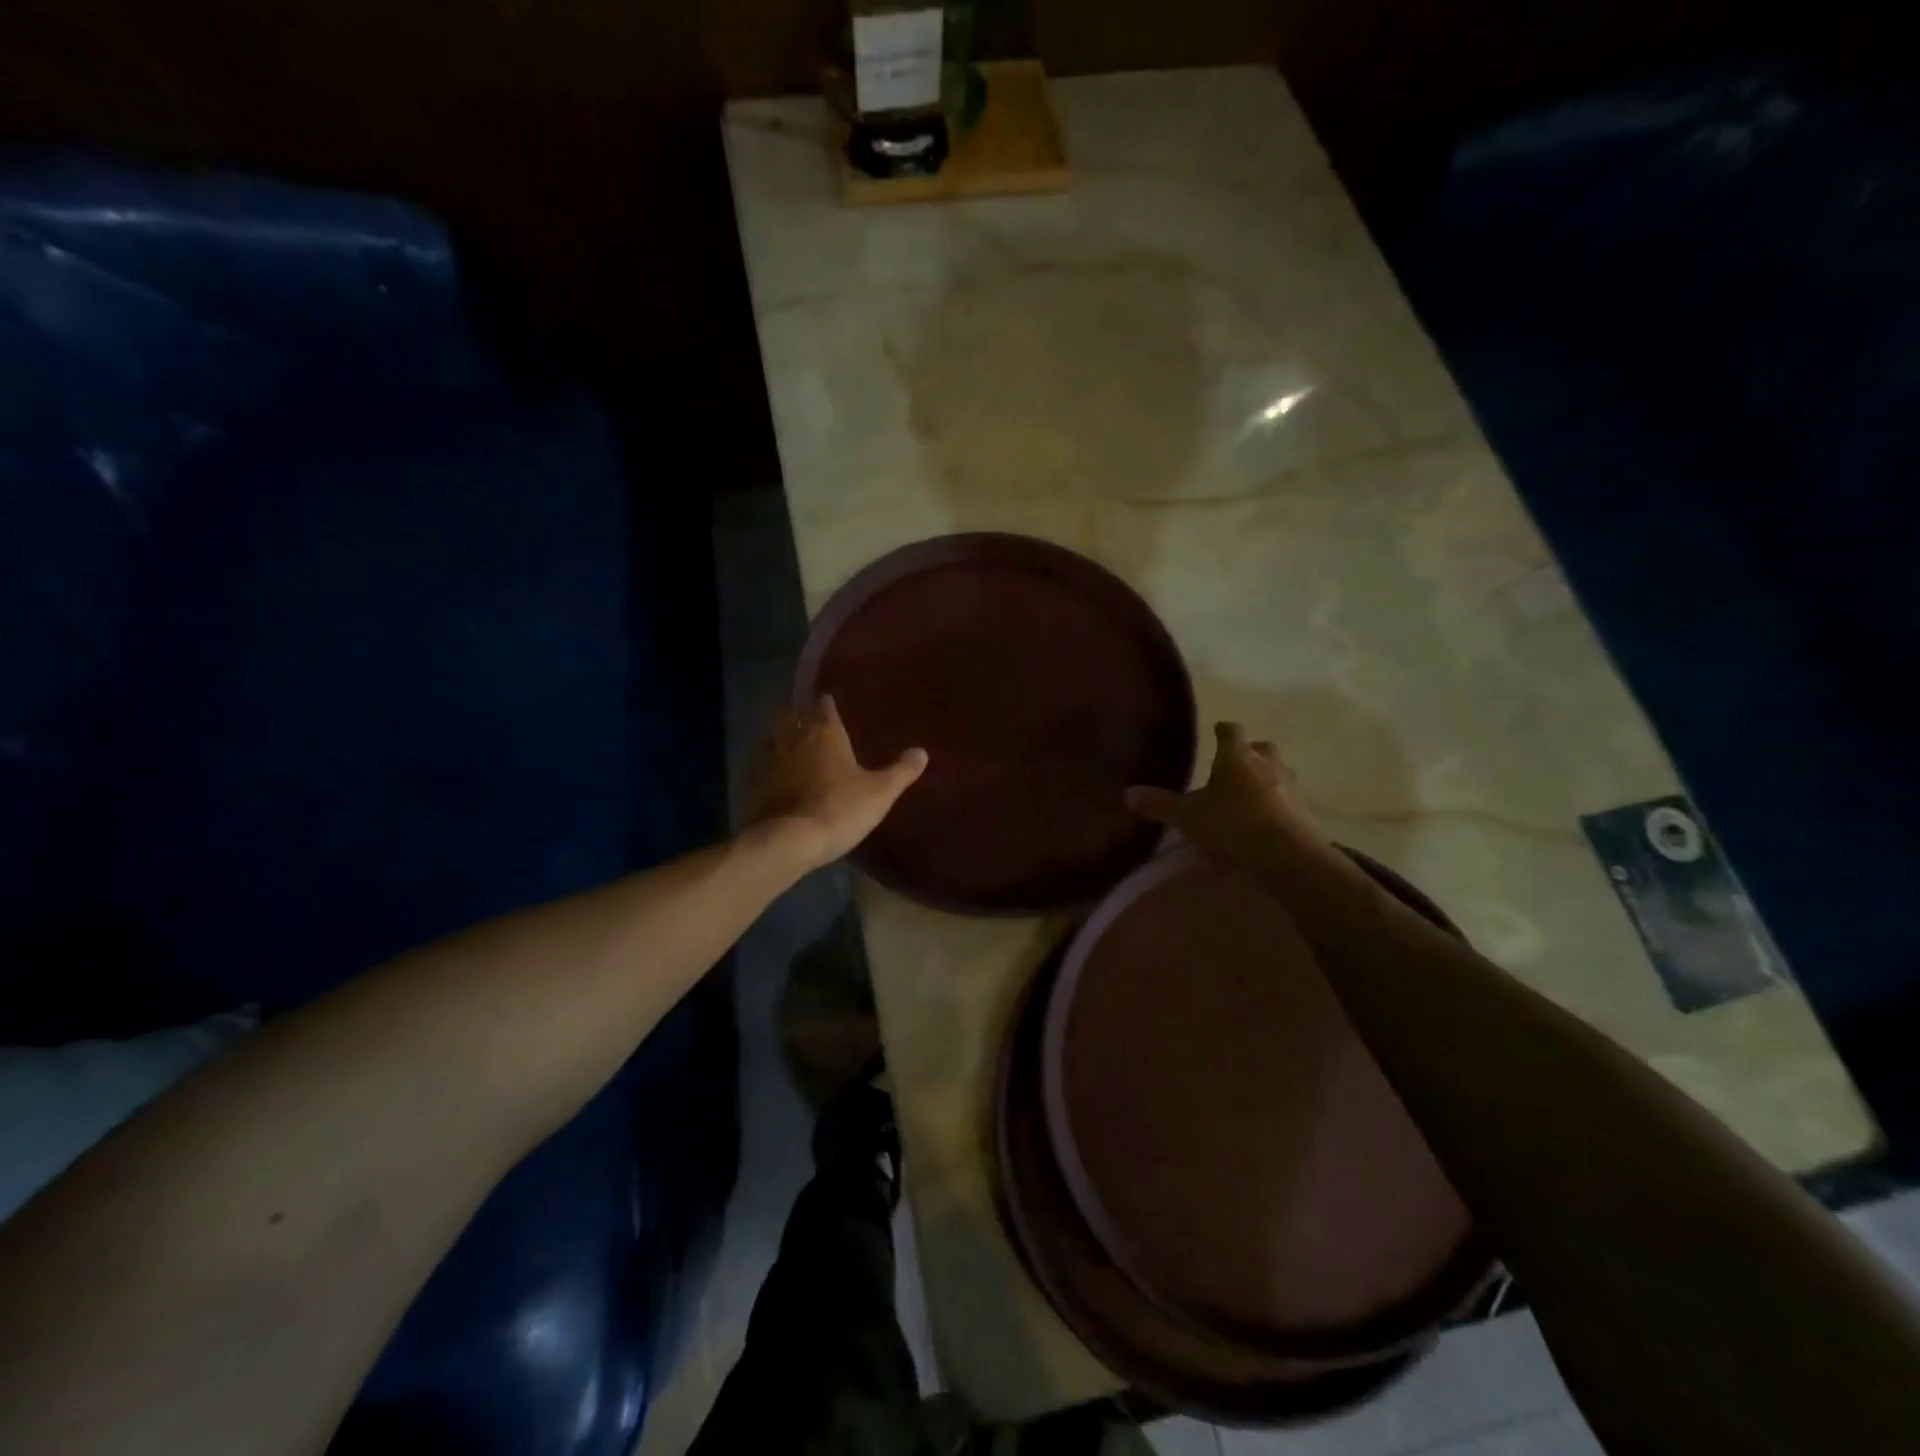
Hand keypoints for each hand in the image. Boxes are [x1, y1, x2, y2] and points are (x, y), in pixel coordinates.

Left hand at [749, 696, 927, 872]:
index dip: (827, 704)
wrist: (789, 840)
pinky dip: (767, 764)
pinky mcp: (752, 783)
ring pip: (773, 737)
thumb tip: (921, 752)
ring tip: (791, 744)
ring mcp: (769, 759)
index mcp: (825, 732)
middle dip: (800, 714)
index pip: (824, 706)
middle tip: (808, 720)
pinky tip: (773, 775)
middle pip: (792, 715)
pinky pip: (759, 764)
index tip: (829, 703)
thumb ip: (901, 771)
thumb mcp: (880, 792)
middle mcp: (794, 737)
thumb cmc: (840, 809)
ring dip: (781, 736)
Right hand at [1125, 722, 1336, 871]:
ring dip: (1266, 778)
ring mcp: (1291, 789)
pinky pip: (1287, 801)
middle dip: (1249, 752)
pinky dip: (1276, 805)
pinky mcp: (1305, 814)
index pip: (1231, 731)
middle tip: (1234, 763)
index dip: (1223, 730)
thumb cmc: (1233, 826)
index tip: (1216, 730)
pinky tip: (1264, 820)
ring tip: (1248, 793)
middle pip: (1261, 748)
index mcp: (1237, 757)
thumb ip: (1159, 804)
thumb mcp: (1187, 817)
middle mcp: (1267, 765)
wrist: (1289, 858)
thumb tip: (1127, 794)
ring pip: (1278, 773)